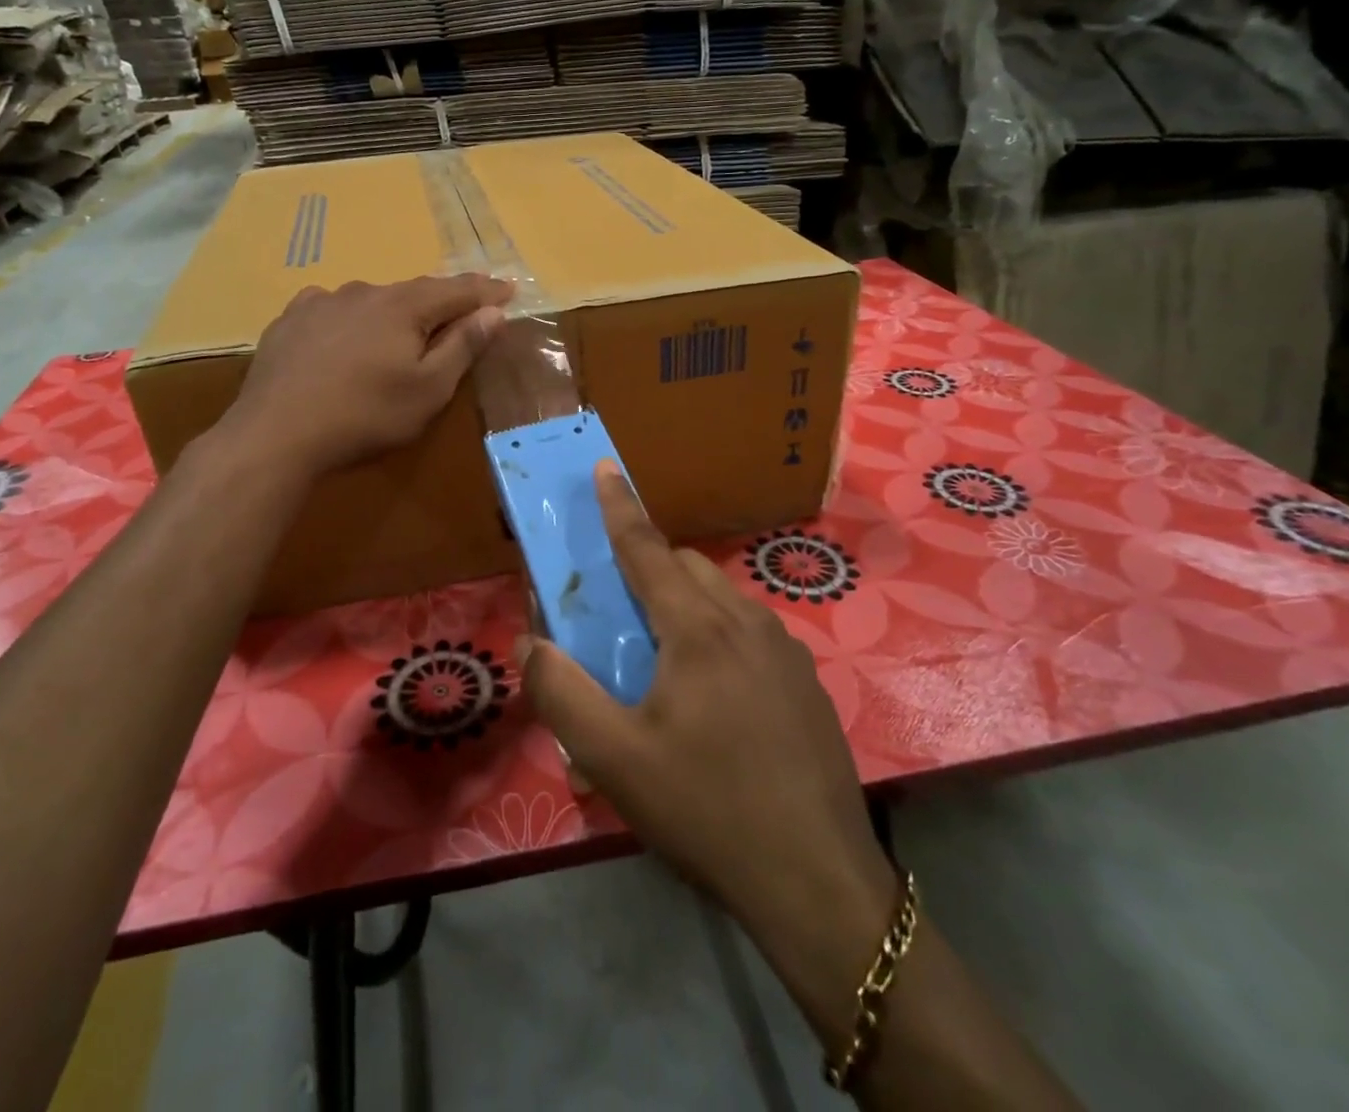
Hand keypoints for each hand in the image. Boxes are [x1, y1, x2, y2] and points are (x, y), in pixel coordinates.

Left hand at [224, 274, 512, 478]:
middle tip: (460, 312)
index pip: (457, 290)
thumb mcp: (428, 390)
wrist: (276, 433)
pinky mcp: (290, 320)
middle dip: (441, 301)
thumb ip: (463, 347)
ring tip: (398, 331)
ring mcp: (321, 302)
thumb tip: (494, 312)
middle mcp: (364, 291)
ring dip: (392, 312)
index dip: (486, 290)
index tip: (509, 289)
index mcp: (404, 306)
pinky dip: (350, 319)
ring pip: (371, 300)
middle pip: (414, 291)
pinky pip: (331, 310)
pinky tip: (343, 334)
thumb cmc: (366, 415)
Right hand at [516, 463, 895, 969]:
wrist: (817, 883)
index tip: (606, 466)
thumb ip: (562, 693)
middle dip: (649, 566)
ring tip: (663, 662)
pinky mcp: (807, 682)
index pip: (647, 548)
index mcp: (698, 629)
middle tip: (619, 608)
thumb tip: (531, 642)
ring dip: (686, 605)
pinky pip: (751, 633)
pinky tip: (714, 699)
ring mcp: (786, 651)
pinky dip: (719, 636)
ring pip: (723, 600)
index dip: (620, 506)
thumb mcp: (615, 759)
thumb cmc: (707, 809)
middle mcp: (746, 622)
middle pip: (687, 568)